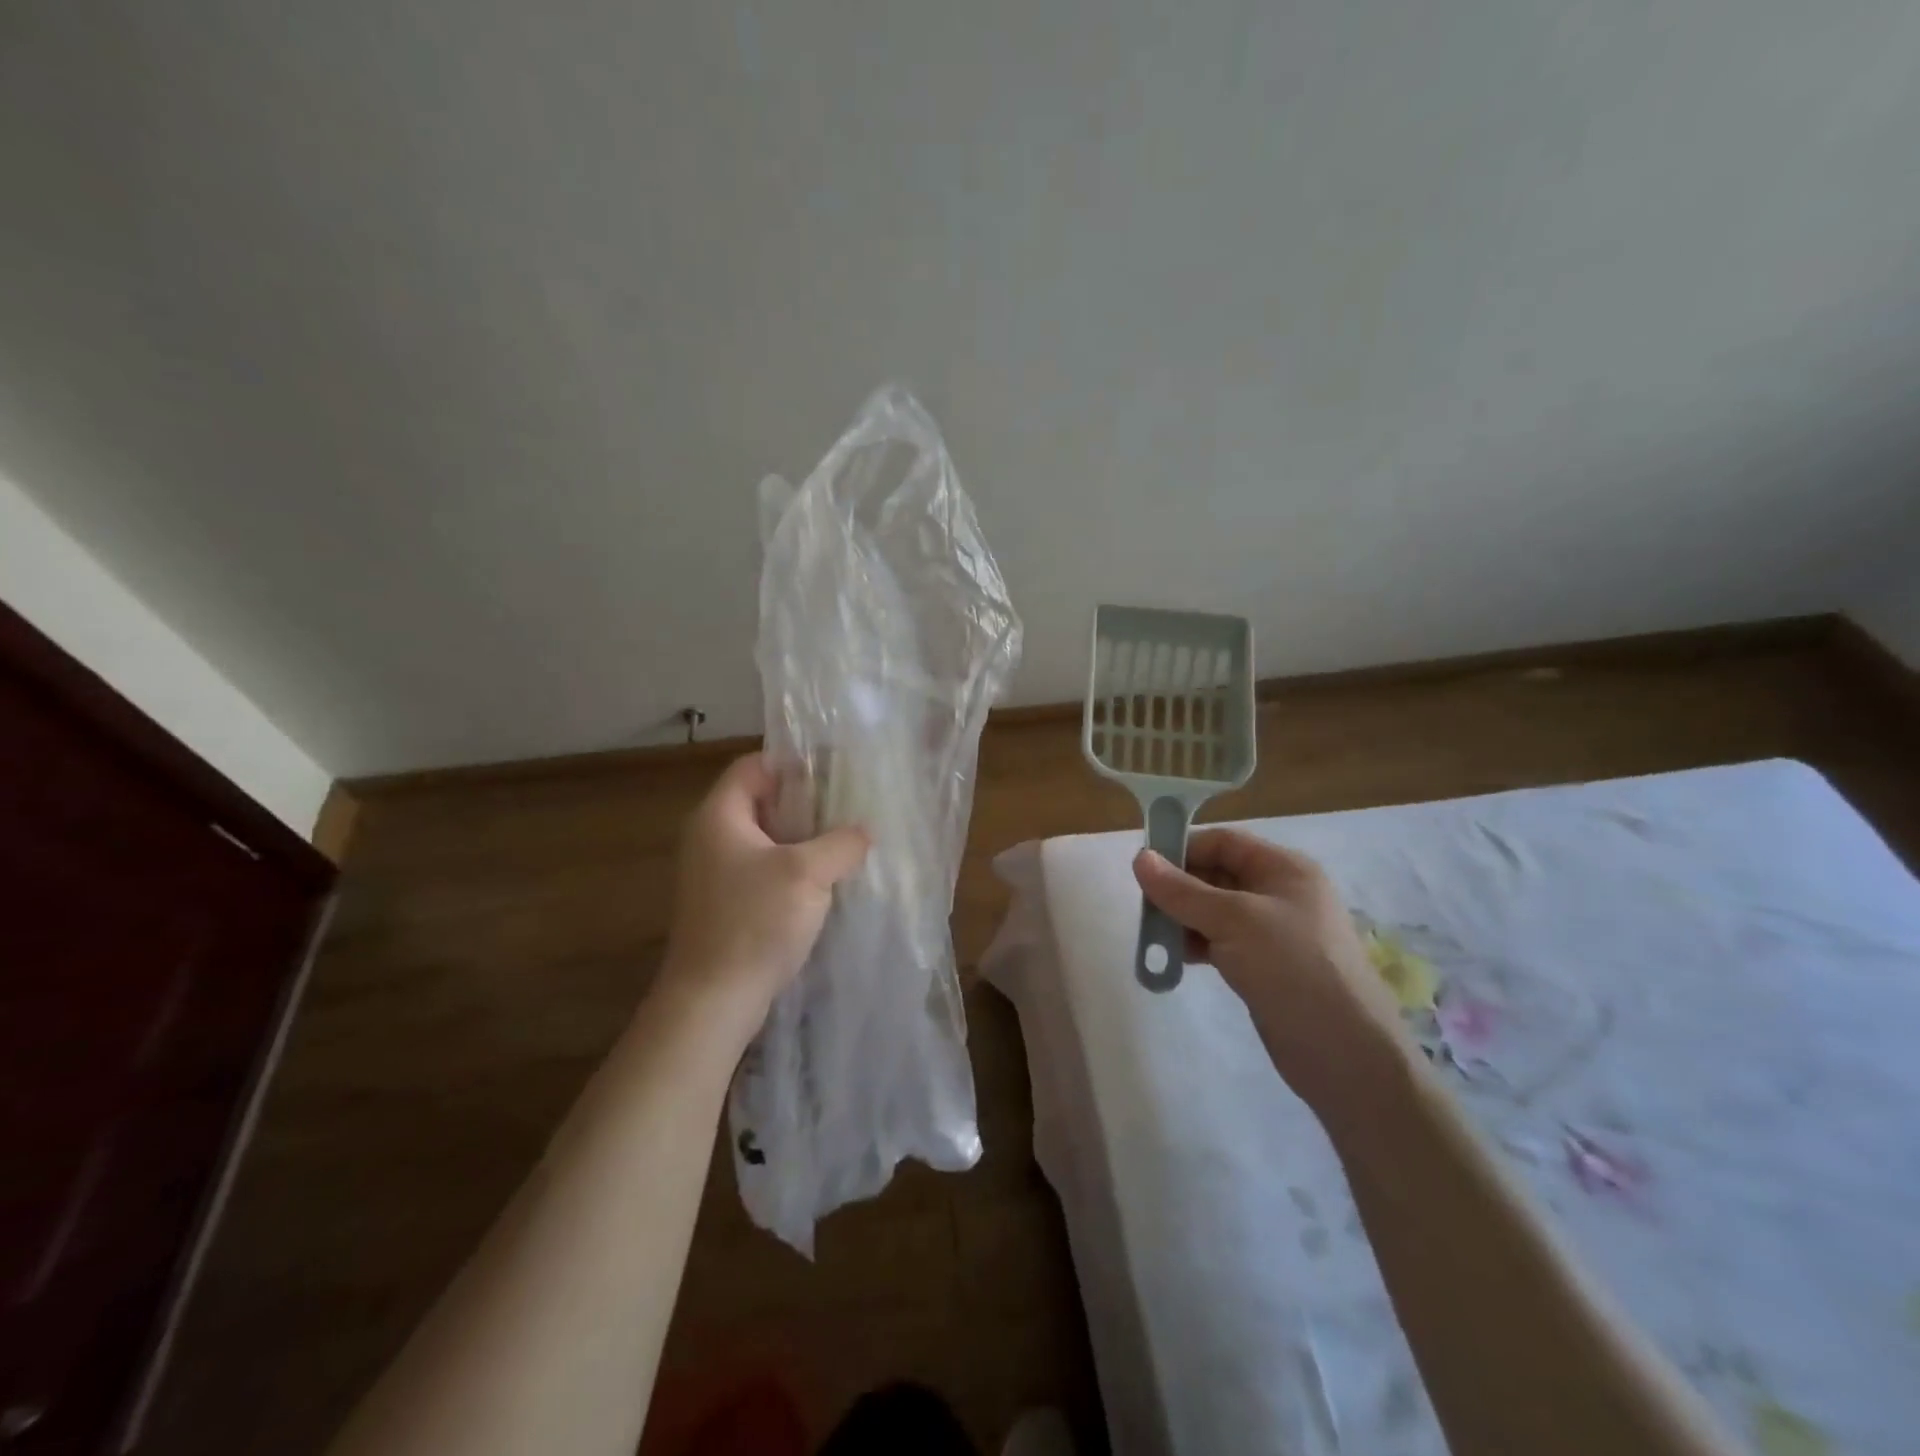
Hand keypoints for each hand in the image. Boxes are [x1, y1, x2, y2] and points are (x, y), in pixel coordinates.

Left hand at [659, 754, 868, 1036]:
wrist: (712, 1001)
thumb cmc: (754, 923)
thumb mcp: (807, 873)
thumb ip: (841, 842)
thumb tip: (864, 831)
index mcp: (719, 816)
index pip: (754, 766)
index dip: (794, 762)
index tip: (836, 770)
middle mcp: (711, 837)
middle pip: (762, 801)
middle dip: (807, 802)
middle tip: (850, 805)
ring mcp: (717, 874)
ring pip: (768, 838)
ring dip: (805, 838)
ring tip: (847, 840)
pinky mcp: (728, 904)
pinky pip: (766, 870)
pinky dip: (795, 867)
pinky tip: (828, 880)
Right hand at [1133, 830, 1412, 1122]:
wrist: (1344, 1054)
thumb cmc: (1293, 968)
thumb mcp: (1234, 920)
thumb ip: (1182, 891)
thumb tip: (1139, 858)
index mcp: (1284, 869)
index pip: (1224, 842)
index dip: (1184, 848)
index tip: (1143, 868)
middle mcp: (1280, 893)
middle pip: (1216, 875)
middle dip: (1179, 888)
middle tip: (1144, 907)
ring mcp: (1273, 932)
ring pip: (1215, 911)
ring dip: (1183, 919)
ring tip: (1154, 936)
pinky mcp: (1264, 966)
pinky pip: (1221, 942)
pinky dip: (1196, 945)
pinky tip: (1174, 959)